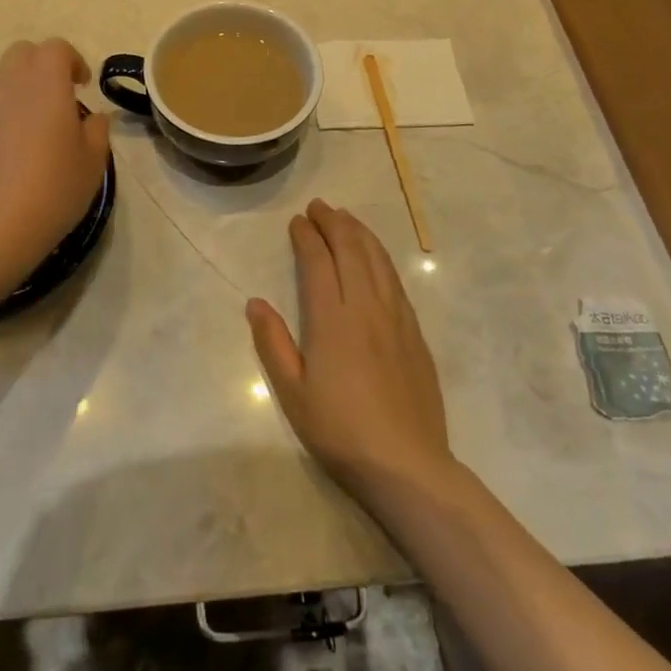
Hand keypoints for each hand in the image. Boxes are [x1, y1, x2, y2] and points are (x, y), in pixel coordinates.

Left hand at [0, 39, 111, 290]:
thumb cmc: (53, 189)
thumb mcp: (93, 163)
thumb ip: (96, 130)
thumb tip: (92, 117)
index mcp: (46, 84)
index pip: (56, 48)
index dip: (73, 60)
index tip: (83, 86)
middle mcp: (9, 85)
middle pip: (22, 53)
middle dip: (42, 65)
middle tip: (59, 97)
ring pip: (0, 80)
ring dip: (20, 90)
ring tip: (35, 126)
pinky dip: (1, 116)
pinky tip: (11, 152)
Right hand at [247, 200, 455, 501]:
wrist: (407, 464)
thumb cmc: (340, 430)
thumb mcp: (292, 394)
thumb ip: (272, 343)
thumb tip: (255, 302)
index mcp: (332, 320)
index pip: (319, 263)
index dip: (307, 237)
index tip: (297, 221)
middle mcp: (366, 308)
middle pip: (351, 251)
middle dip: (334, 223)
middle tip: (319, 206)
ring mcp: (396, 318)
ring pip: (378, 260)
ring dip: (360, 233)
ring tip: (346, 217)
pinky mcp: (415, 333)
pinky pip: (396, 281)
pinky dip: (382, 257)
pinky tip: (376, 256)